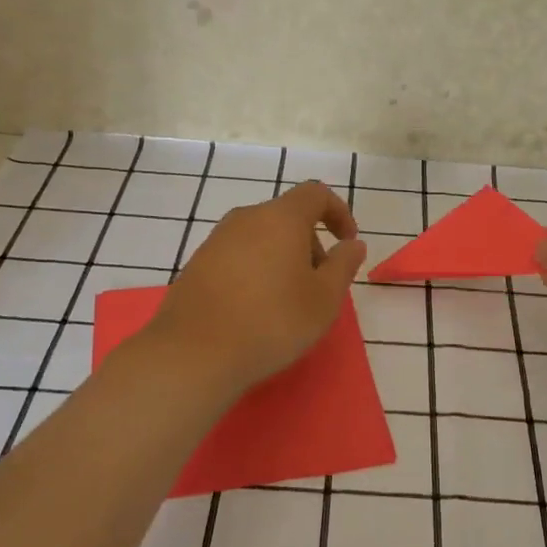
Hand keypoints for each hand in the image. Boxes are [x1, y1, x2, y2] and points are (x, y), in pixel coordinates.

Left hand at [147, 181, 366, 393]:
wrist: (194, 353)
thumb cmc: (272, 321)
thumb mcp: (324, 299)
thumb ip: (343, 265)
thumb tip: (352, 244)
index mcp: (281, 218)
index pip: (316, 194)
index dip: (338, 212)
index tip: (348, 242)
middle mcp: (246, 218)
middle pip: (287, 217)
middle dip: (310, 243)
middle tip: (320, 284)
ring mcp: (216, 240)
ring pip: (261, 237)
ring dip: (283, 258)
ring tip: (288, 300)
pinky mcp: (197, 264)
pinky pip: (238, 256)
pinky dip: (256, 271)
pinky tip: (256, 309)